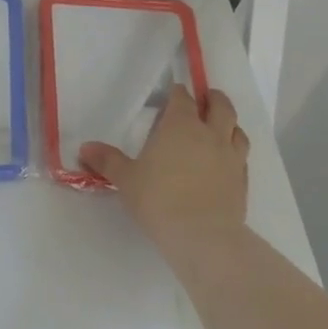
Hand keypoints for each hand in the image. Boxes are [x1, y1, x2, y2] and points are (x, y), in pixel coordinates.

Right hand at [80, 86, 248, 248]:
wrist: (202, 235)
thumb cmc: (158, 199)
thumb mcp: (125, 179)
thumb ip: (107, 160)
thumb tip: (85, 147)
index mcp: (180, 126)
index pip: (182, 98)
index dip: (177, 93)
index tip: (172, 94)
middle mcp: (210, 134)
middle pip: (219, 106)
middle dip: (211, 99)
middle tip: (204, 99)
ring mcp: (231, 156)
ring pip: (237, 129)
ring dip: (229, 123)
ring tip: (220, 126)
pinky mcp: (242, 179)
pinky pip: (242, 156)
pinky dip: (235, 151)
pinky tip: (227, 160)